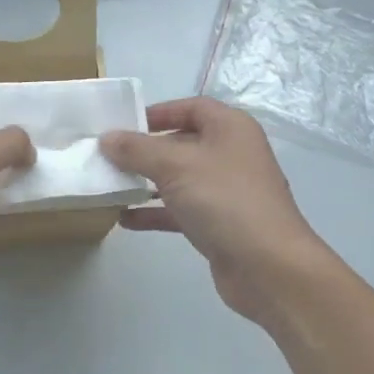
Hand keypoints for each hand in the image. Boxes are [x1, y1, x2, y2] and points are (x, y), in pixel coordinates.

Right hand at [100, 98, 331, 325]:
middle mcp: (231, 154)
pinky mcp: (219, 223)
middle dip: (146, 150)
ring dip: (146, 183)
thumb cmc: (224, 200)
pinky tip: (125, 220)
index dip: (158, 112)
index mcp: (230, 129)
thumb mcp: (175, 166)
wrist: (267, 266)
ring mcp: (226, 191)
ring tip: (111, 186)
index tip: (124, 124)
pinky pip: (180, 210)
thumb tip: (107, 138)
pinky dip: (155, 212)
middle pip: (182, 143)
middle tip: (109, 157)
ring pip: (179, 179)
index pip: (191, 107)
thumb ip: (137, 150)